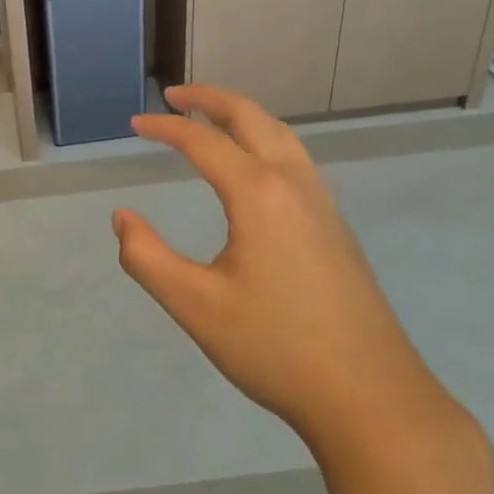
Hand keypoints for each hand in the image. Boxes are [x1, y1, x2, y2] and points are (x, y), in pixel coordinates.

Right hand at [112, 85, 448, 452]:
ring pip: (281, 135)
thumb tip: (122, 218)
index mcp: (258, 194)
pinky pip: (296, 160)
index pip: (203, 141)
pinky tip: (254, 170)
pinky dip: (265, 140)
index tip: (134, 123)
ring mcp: (322, 204)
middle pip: (252, 117)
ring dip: (243, 116)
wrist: (370, 397)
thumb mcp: (195, 305)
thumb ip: (147, 257)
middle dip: (211, 99)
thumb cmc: (275, 347)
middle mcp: (293, 184)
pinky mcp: (336, 227)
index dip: (165, 128)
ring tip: (212, 120)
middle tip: (175, 96)